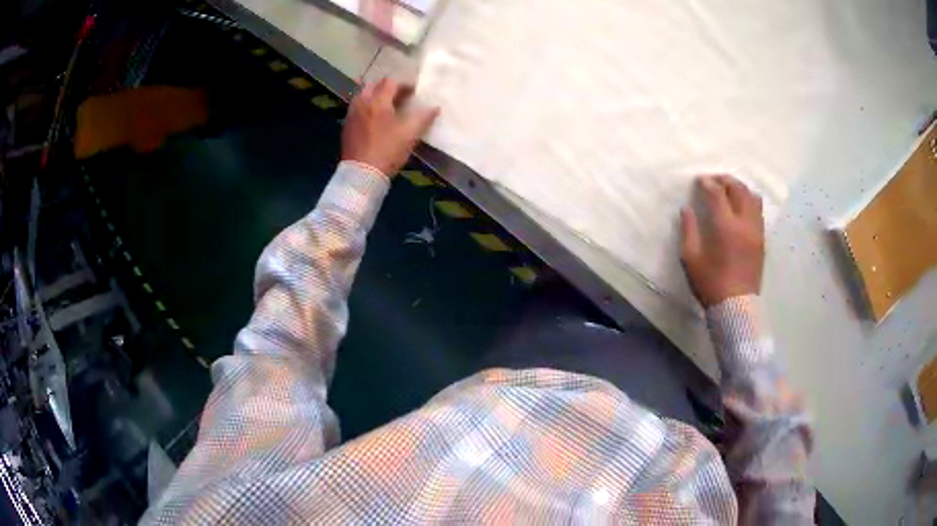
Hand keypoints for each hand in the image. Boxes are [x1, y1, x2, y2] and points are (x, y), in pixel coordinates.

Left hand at [341, 78, 439, 176]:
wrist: (362, 174)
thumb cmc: (387, 151)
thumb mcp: (410, 134)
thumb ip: (423, 117)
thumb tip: (435, 107)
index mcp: (378, 101)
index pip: (391, 82)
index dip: (405, 85)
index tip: (414, 93)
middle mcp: (362, 103)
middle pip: (374, 85)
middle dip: (387, 88)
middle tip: (400, 97)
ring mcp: (352, 114)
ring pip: (363, 96)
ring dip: (375, 96)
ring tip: (387, 107)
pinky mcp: (347, 126)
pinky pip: (357, 108)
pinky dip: (367, 107)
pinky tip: (375, 120)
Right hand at [680, 175, 764, 307]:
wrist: (736, 307)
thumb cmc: (710, 284)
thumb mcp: (691, 259)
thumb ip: (688, 230)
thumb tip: (686, 209)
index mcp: (726, 226)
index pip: (717, 193)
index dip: (707, 183)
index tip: (699, 181)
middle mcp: (744, 223)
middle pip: (739, 189)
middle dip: (725, 180)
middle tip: (714, 181)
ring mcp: (756, 231)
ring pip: (753, 198)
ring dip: (740, 188)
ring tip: (730, 190)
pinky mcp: (762, 240)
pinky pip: (759, 212)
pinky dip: (749, 202)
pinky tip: (741, 207)